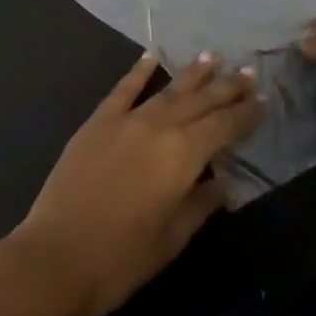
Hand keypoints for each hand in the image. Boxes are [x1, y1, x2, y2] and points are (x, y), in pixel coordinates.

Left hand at [4, 51, 262, 315]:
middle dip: (226, 87)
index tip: (262, 101)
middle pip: (200, 101)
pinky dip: (139, 70)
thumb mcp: (172, 239)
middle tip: (247, 73)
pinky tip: (152, 55)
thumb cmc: (121, 259)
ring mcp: (126, 120)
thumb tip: (223, 181)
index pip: (223, 126)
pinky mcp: (98, 122)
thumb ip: (201, 204)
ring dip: (192, 74)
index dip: (245, 113)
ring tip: (212, 57)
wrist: (54, 260)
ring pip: (168, 90)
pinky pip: (124, 88)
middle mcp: (159, 126)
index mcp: (183, 155)